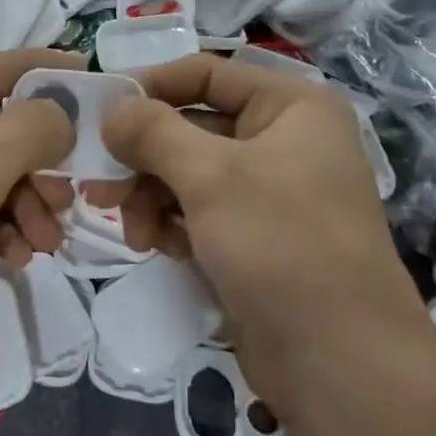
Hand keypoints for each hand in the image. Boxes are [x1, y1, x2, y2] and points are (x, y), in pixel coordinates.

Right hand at [99, 53, 427, 420]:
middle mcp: (282, 141)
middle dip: (142, 156)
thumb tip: (110, 106)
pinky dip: (170, 223)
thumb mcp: (211, 177)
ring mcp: (268, 193)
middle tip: (96, 181)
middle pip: (190, 127)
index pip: (206, 73)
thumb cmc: (281, 246)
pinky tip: (154, 246)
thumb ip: (153, 132)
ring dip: (150, 195)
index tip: (99, 114)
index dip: (150, 86)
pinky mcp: (253, 238)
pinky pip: (197, 212)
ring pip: (187, 173)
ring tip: (131, 229)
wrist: (339, 363)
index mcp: (291, 107)